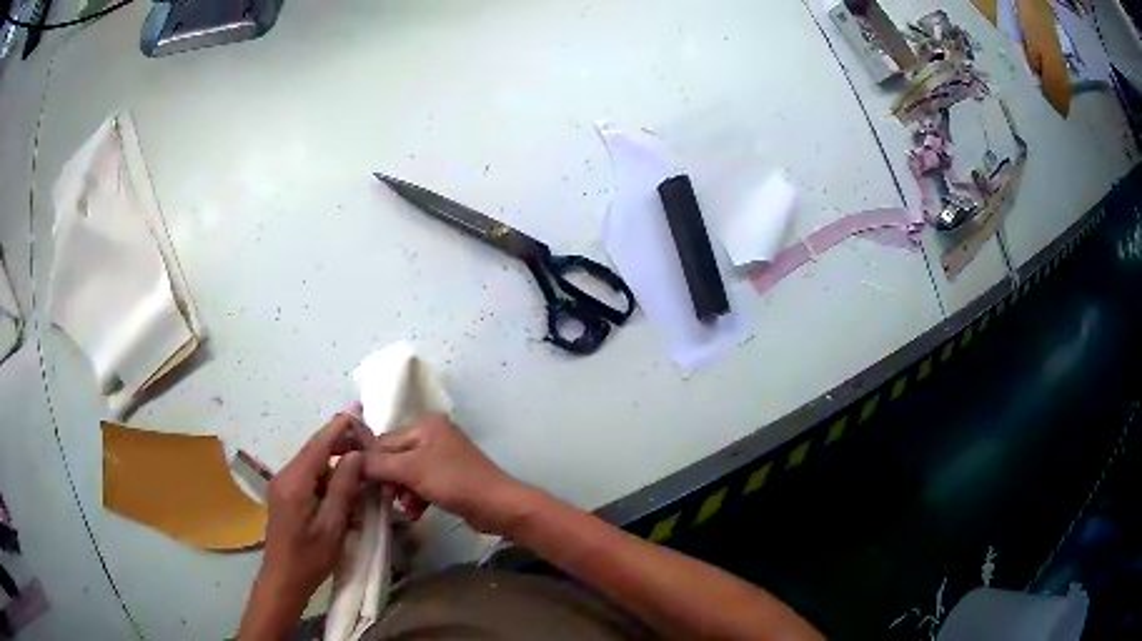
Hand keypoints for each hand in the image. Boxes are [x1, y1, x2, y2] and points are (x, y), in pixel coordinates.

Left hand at [239, 413, 372, 639]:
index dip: (341, 428)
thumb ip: (343, 487)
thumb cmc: (310, 557)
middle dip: (342, 445)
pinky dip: (327, 477)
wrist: (283, 579)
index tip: (365, 422)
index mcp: (295, 481)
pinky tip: (343, 492)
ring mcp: (282, 484)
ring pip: (313, 462)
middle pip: (315, 448)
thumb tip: (356, 455)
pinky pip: (308, 475)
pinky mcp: (284, 494)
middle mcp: (285, 475)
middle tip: (370, 452)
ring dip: (336, 463)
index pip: (319, 443)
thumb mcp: (333, 525)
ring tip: (362, 474)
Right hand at [364, 415, 525, 533]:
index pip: (385, 440)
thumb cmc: (454, 482)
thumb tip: (351, 460)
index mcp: (425, 424)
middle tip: (384, 498)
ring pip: (408, 473)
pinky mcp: (451, 478)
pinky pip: (423, 484)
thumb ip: (379, 464)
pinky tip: (414, 512)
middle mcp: (434, 435)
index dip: (371, 463)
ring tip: (401, 508)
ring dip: (401, 491)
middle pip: (396, 457)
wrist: (498, 506)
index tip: (359, 483)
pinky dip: (416, 497)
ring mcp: (444, 457)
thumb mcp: (411, 470)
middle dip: (389, 479)